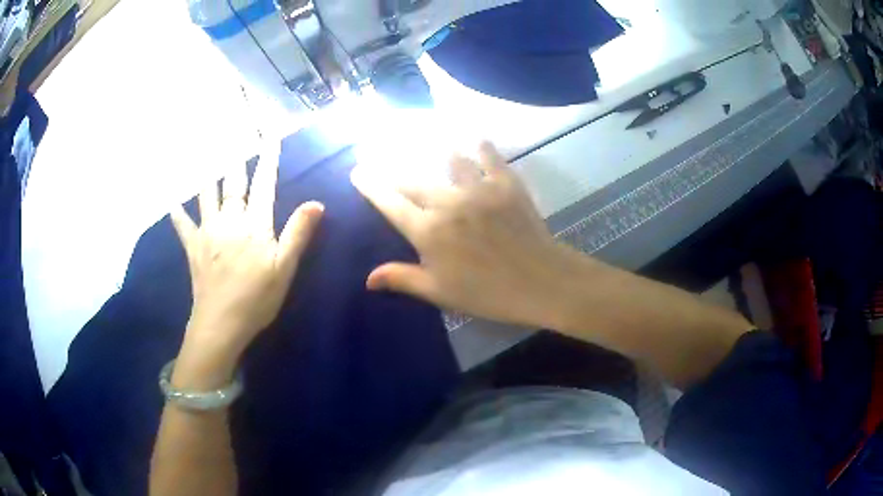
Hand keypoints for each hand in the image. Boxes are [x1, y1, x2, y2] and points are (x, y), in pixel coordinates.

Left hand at [170, 143, 323, 385]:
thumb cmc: (257, 298)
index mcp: (254, 225)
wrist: (221, 323)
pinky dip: (178, 214)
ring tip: (210, 159)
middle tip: (237, 137)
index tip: (271, 137)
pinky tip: (173, 203)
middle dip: (238, 160)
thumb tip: (316, 203)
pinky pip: (183, 226)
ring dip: (210, 176)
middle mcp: (229, 221)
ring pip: (207, 196)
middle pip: (234, 184)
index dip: (268, 160)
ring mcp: (208, 232)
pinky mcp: (194, 248)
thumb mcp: (285, 269)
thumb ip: (298, 234)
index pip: (264, 185)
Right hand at [352, 141, 585, 328]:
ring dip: (434, 152)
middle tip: (381, 156)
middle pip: (412, 180)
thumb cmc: (487, 293)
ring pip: (448, 161)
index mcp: (427, 232)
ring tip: (426, 142)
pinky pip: (488, 156)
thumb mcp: (440, 291)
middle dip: (393, 169)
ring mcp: (477, 189)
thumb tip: (368, 278)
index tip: (358, 171)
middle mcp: (447, 203)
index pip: (390, 203)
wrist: (540, 282)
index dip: (371, 186)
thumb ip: (402, 279)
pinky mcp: (505, 183)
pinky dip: (479, 145)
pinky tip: (474, 137)